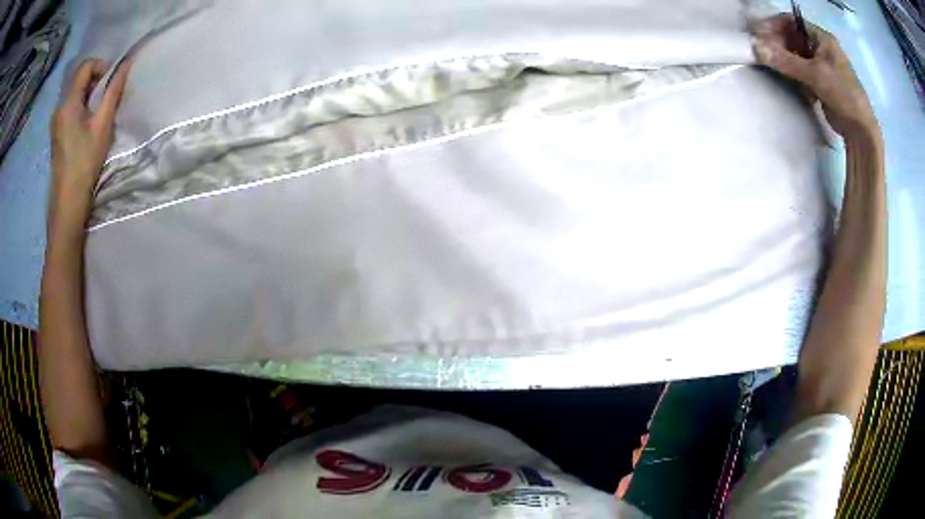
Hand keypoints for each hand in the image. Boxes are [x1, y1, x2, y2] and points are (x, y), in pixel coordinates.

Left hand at [49, 59, 129, 234]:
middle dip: (95, 79)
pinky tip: (86, 124)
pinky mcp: (56, 132)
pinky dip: (81, 106)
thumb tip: (125, 63)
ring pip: (74, 93)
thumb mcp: (102, 124)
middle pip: (78, 78)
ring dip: (88, 94)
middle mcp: (59, 107)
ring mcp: (55, 121)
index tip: (110, 81)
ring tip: (97, 112)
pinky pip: (70, 107)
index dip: (100, 66)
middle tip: (106, 97)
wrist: (67, 201)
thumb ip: (113, 91)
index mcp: (68, 103)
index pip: (85, 66)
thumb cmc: (85, 162)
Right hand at [750, 14, 878, 141]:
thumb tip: (755, 47)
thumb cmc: (843, 95)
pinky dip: (791, 74)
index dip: (773, 25)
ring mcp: (820, 65)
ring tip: (771, 67)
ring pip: (794, 55)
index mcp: (821, 38)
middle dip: (776, 44)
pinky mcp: (820, 82)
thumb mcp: (815, 75)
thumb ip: (785, 61)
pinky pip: (800, 71)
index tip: (756, 34)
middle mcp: (820, 47)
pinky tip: (787, 81)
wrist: (861, 131)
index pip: (791, 22)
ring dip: (783, 61)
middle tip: (762, 53)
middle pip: (791, 38)